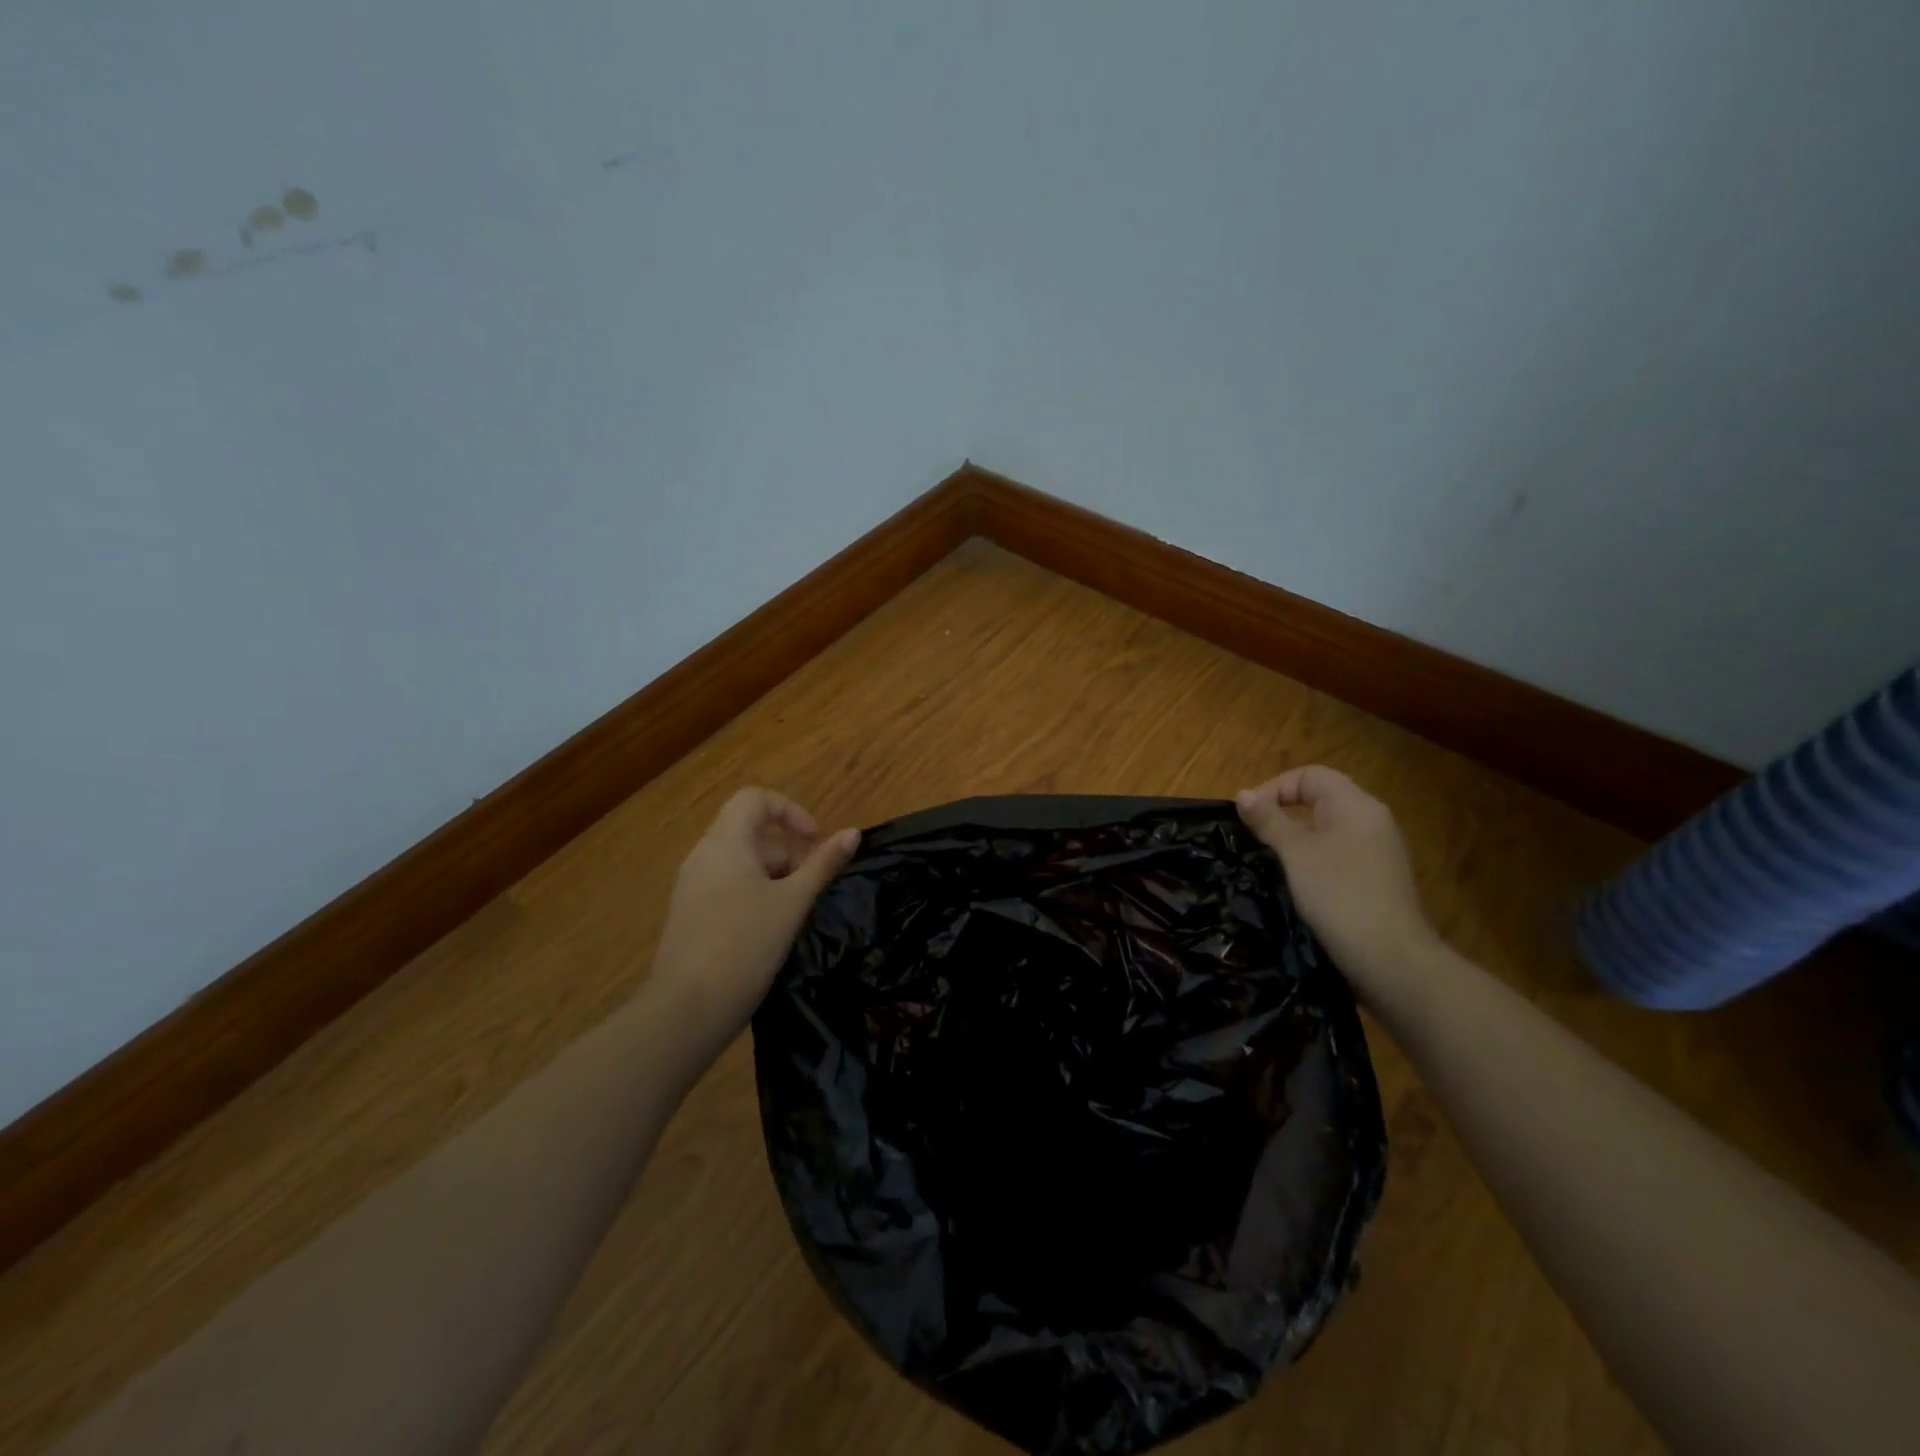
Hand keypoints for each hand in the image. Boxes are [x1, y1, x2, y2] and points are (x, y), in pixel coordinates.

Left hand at [647, 788, 859, 1044]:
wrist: (687, 1010)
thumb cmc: (745, 945)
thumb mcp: (793, 903)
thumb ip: (823, 864)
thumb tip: (853, 833)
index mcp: (725, 843)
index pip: (755, 798)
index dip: (790, 810)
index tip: (814, 840)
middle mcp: (703, 856)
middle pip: (749, 831)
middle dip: (787, 850)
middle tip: (810, 885)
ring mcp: (691, 886)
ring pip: (739, 861)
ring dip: (773, 874)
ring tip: (794, 911)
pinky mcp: (689, 914)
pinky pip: (726, 885)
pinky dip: (753, 893)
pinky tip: (769, 930)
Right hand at [1236, 766, 1439, 995]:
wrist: (1390, 958)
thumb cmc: (1337, 894)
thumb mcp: (1294, 853)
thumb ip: (1268, 820)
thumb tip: (1243, 795)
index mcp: (1355, 804)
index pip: (1310, 775)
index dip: (1275, 788)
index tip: (1249, 816)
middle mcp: (1372, 820)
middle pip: (1321, 798)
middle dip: (1283, 812)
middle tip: (1254, 837)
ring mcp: (1379, 850)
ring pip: (1328, 828)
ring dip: (1296, 837)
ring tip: (1270, 860)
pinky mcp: (1378, 878)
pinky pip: (1339, 852)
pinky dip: (1314, 858)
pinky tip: (1298, 882)